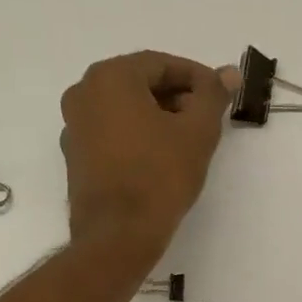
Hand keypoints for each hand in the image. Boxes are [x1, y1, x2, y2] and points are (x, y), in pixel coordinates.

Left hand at [60, 51, 235, 252]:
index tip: (219, 96)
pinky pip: (112, 136)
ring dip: (157, 119)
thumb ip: (213, 96)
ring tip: (187, 143)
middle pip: (140, 85)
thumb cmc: (160, 177)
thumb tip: (228, 72)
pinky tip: (160, 160)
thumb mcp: (198, 132)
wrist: (118, 236)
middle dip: (176, 98)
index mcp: (110, 77)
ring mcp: (73, 128)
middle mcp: (83, 94)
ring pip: (124, 111)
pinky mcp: (75, 159)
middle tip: (205, 120)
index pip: (161, 64)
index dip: (196, 78)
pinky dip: (137, 138)